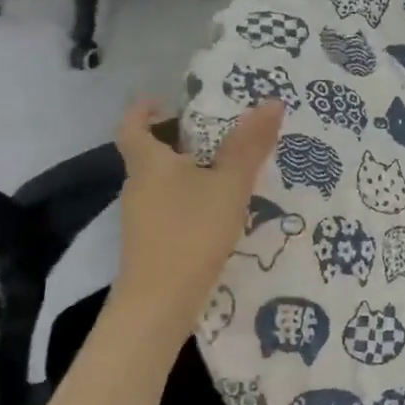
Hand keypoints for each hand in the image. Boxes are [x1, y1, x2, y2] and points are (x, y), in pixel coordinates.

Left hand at [107, 97, 283, 344]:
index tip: (162, 100)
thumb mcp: (229, 184)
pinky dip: (191, 200)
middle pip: (150, 154)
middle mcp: (138, 187)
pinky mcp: (151, 244)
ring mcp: (141, 218)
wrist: (159, 303)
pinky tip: (219, 211)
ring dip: (189, 172)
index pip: (133, 127)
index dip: (143, 110)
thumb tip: (271, 102)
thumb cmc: (191, 232)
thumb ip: (250, 146)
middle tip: (218, 132)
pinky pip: (170, 208)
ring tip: (228, 170)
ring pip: (163, 183)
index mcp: (149, 164)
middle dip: (179, 140)